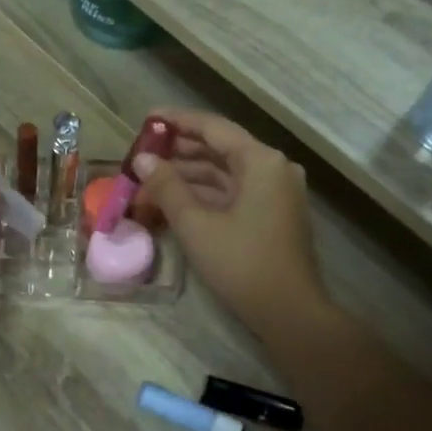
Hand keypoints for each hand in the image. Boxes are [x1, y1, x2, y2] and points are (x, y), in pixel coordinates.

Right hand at [131, 109, 325, 334]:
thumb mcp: (196, 224)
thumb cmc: (242, 263)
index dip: (177, 121)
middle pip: (221, 148)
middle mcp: (273, 168)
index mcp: (261, 161)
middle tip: (143, 151)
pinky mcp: (272, 215)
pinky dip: (205, 193)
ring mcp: (276, 193)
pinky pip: (234, 192)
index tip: (147, 118)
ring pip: (226, 172)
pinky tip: (175, 199)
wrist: (289, 312)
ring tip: (151, 177)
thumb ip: (167, 187)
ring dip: (189, 174)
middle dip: (181, 150)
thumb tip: (142, 160)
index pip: (213, 127)